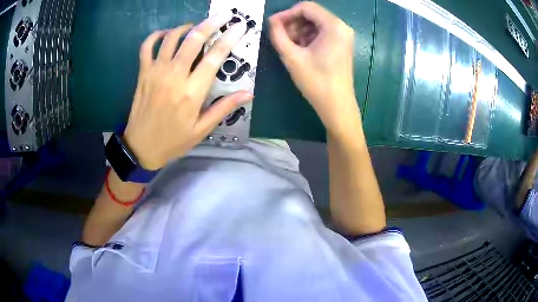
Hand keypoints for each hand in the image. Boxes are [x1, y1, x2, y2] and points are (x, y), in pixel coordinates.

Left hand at [123, 13, 251, 170]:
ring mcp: (156, 71)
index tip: (240, 25)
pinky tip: (166, 34)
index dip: (230, 38)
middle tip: (223, 15)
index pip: (215, 56)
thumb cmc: (173, 140)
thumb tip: (248, 93)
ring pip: (172, 38)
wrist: (141, 147)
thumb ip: (224, 108)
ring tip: (195, 27)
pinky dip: (157, 35)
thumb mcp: (202, 129)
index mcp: (192, 91)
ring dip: (186, 27)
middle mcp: (175, 75)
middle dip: (212, 22)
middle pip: (194, 39)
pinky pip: (147, 46)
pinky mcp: (143, 73)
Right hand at [269, 2, 359, 136]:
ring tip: (289, 46)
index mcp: (333, 26)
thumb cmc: (315, 82)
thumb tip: (271, 21)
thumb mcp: (292, 56)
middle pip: (311, 14)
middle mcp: (342, 27)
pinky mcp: (342, 45)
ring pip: (315, 23)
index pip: (305, 7)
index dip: (286, 13)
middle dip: (293, 23)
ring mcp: (343, 36)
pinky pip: (321, 33)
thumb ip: (278, 34)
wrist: (337, 106)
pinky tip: (300, 50)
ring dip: (299, 30)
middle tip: (280, 37)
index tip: (273, 25)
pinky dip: (308, 37)